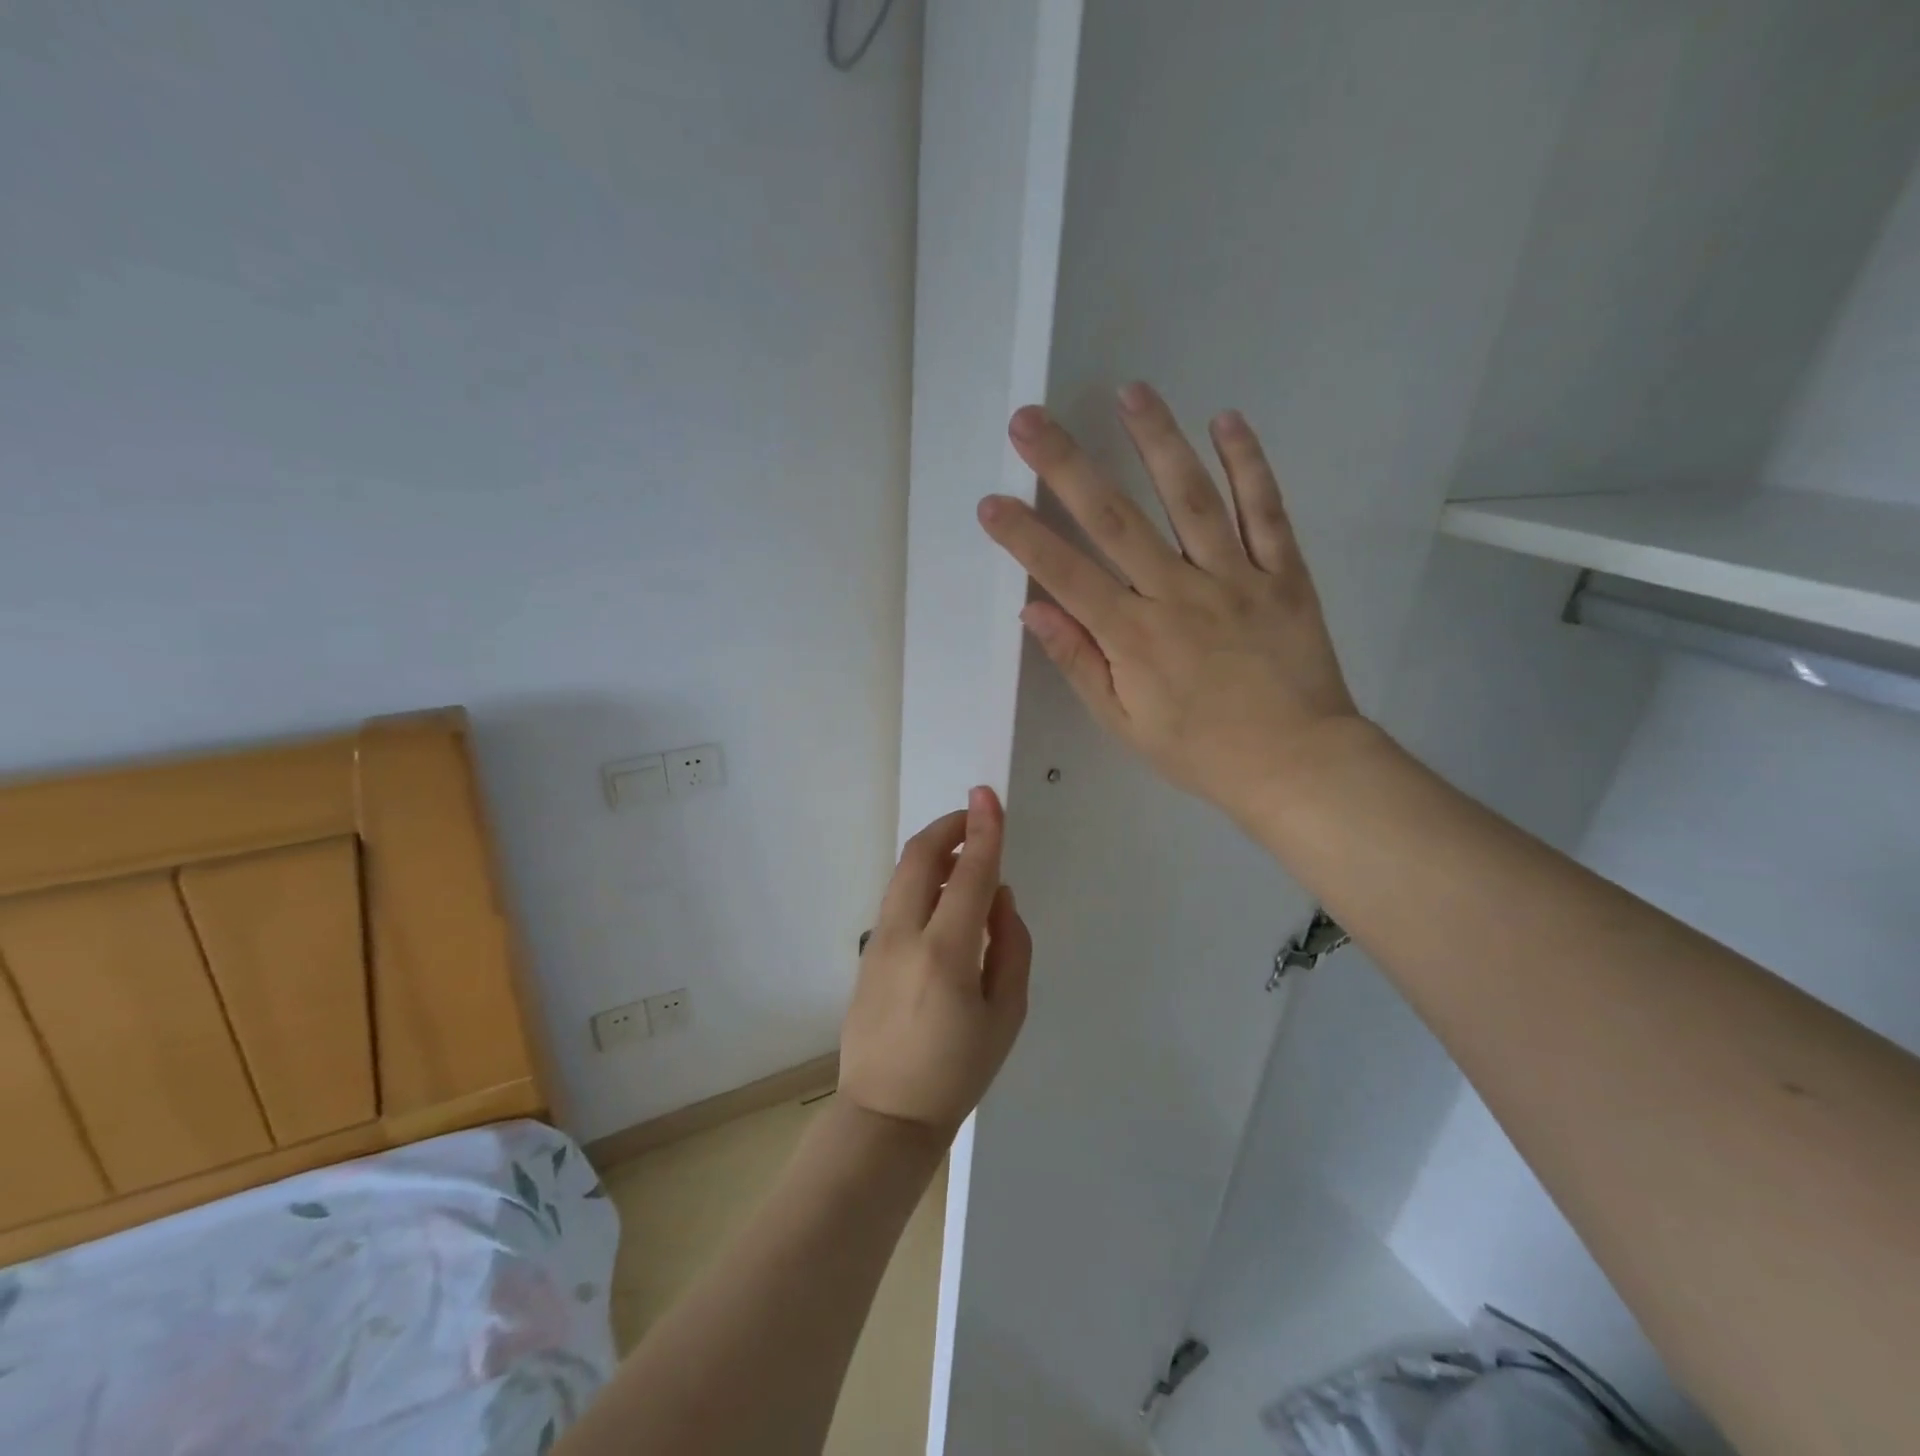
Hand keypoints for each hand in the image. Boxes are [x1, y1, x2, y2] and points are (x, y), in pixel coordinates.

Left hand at [839, 788, 1031, 1140]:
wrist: (885, 1115)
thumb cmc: (958, 1071)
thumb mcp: (1007, 1014)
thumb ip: (1010, 945)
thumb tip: (999, 897)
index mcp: (945, 953)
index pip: (969, 874)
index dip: (983, 829)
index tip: (988, 794)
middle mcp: (904, 935)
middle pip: (920, 857)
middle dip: (948, 827)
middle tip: (975, 819)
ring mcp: (877, 942)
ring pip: (904, 874)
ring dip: (935, 853)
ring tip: (967, 860)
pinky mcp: (866, 952)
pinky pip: (898, 899)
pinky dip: (923, 881)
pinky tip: (944, 902)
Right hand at [976, 382, 1364, 821]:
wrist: (1296, 764)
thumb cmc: (1200, 751)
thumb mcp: (1125, 723)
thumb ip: (1080, 662)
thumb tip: (1036, 608)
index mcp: (1134, 635)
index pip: (1066, 574)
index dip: (1025, 536)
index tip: (990, 500)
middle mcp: (1179, 592)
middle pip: (1115, 520)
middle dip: (1066, 466)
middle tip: (1030, 419)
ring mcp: (1235, 576)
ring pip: (1191, 498)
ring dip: (1157, 441)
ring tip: (1130, 391)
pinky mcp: (1283, 573)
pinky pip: (1266, 511)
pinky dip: (1248, 464)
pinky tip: (1227, 420)